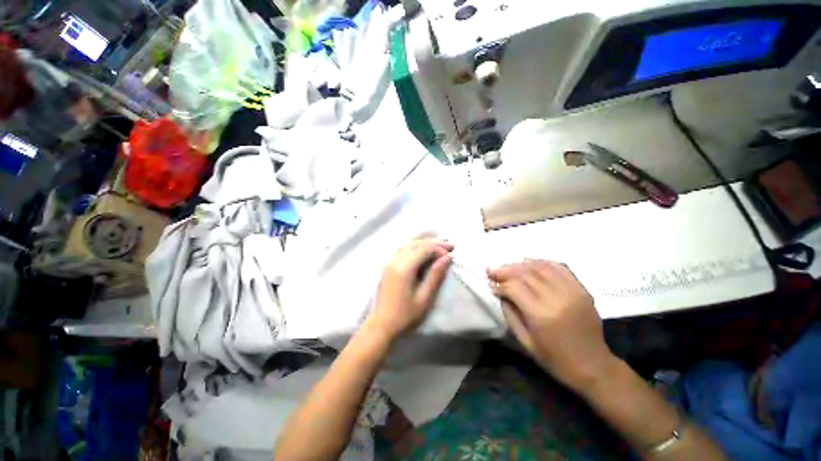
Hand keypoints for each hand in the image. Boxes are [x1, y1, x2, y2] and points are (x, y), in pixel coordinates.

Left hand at [365, 238, 453, 340]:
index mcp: (404, 269)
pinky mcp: (387, 265)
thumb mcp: (424, 298)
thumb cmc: (404, 315)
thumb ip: (435, 276)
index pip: (424, 249)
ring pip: (409, 244)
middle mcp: (395, 261)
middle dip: (434, 242)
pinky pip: (403, 249)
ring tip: (440, 245)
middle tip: (450, 245)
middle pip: (417, 244)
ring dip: (425, 243)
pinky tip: (423, 250)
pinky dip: (415, 246)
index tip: (451, 254)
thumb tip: (447, 258)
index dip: (439, 249)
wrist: (381, 324)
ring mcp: (389, 262)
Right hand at [488, 260, 615, 389]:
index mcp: (541, 314)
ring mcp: (572, 291)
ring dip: (521, 264)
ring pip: (541, 266)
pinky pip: (560, 267)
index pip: (514, 287)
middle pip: (526, 273)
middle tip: (494, 271)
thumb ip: (510, 314)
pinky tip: (532, 265)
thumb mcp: (525, 341)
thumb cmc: (555, 359)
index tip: (491, 284)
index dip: (499, 283)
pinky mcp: (582, 290)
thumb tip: (500, 293)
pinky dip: (543, 263)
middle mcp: (557, 298)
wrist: (594, 366)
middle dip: (506, 270)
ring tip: (510, 267)